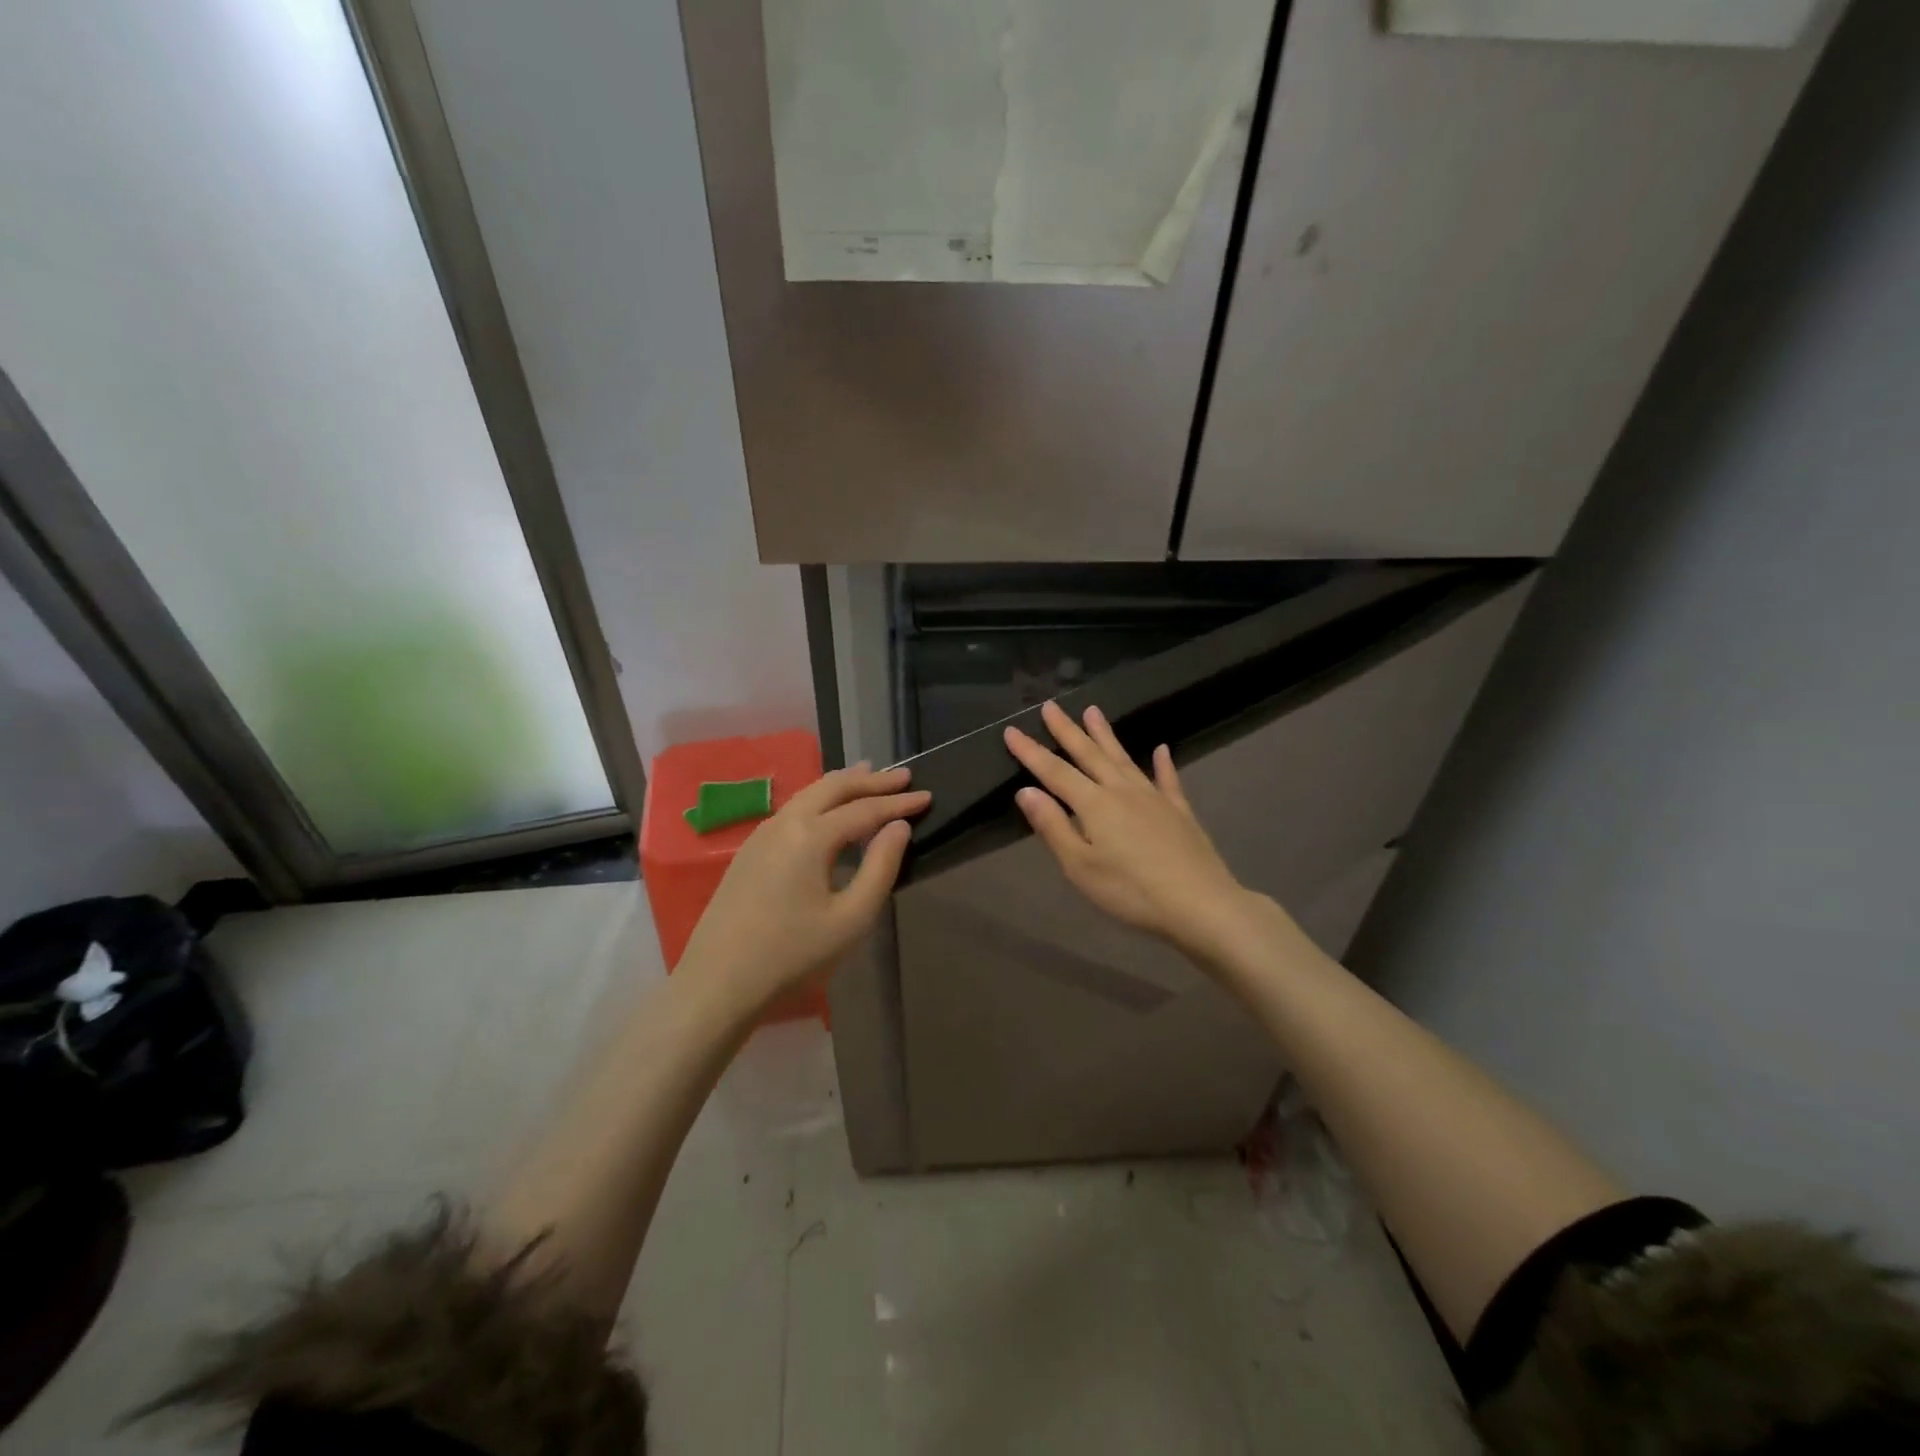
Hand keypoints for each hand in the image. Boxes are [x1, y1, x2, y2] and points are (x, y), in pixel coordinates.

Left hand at [677, 764, 928, 1013]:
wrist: (718, 982)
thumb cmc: (792, 955)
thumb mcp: (851, 919)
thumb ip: (880, 867)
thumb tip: (899, 827)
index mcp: (810, 835)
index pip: (865, 809)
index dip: (898, 803)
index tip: (927, 795)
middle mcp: (784, 822)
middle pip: (833, 787)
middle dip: (871, 780)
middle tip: (903, 776)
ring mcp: (761, 833)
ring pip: (809, 793)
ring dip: (843, 784)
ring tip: (869, 776)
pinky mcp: (749, 850)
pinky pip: (793, 809)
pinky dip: (820, 799)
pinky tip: (829, 810)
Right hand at [1005, 701, 1254, 959]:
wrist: (1200, 904)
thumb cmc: (1131, 892)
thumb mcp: (1080, 867)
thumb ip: (1053, 827)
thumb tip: (1026, 791)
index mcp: (1094, 805)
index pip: (1054, 772)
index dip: (1031, 751)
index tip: (1011, 730)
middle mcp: (1122, 791)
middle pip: (1089, 754)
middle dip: (1067, 731)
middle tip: (1051, 706)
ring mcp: (1154, 798)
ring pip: (1123, 758)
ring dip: (1105, 735)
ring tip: (1093, 711)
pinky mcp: (1179, 811)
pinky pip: (1168, 779)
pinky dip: (1163, 763)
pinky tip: (1162, 749)